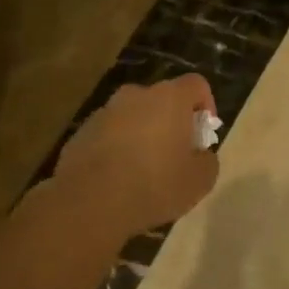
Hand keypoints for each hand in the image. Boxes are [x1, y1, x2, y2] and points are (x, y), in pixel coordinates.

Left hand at [50, 75, 219, 237]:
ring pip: (133, 116)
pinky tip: (117, 179)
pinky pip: (109, 134)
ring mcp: (104, 112)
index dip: (206, 105)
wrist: (88, 204)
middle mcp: (136, 95)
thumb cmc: (154, 185)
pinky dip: (117, 148)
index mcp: (169, 98)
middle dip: (172, 121)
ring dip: (143, 134)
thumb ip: (208, 160)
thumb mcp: (200, 181)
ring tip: (144, 170)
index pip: (196, 84)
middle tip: (176, 154)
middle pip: (162, 99)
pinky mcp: (81, 132)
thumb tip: (200, 155)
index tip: (204, 134)